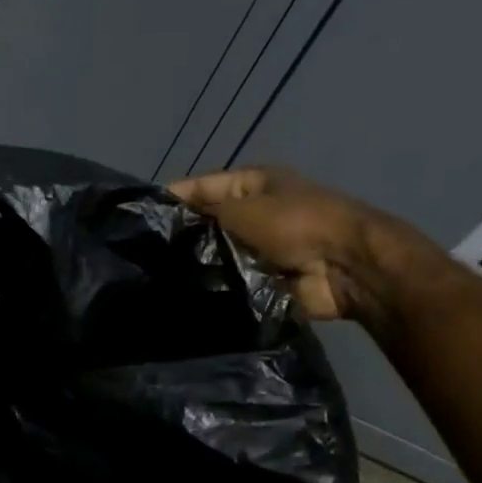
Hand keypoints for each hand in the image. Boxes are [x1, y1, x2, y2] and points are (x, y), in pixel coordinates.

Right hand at [169, 166, 432, 324]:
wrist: (345, 268)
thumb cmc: (297, 224)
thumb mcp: (244, 208)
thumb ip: (204, 213)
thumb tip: (167, 221)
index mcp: (251, 185)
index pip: (199, 188)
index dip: (170, 200)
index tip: (136, 220)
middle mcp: (252, 214)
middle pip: (205, 225)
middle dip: (180, 239)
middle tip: (143, 256)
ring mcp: (256, 250)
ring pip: (213, 257)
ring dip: (195, 267)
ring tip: (157, 279)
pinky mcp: (259, 281)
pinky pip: (227, 284)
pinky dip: (212, 290)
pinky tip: (184, 297)